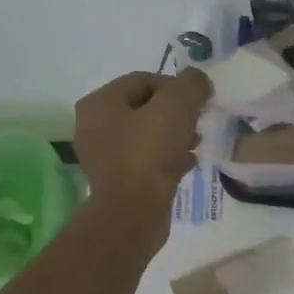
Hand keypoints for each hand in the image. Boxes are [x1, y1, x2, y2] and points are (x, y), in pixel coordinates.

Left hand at [73, 69, 210, 235]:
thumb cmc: (148, 154)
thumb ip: (190, 85)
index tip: (199, 101)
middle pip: (145, 107)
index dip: (175, 86)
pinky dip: (168, 158)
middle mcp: (94, 126)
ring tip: (196, 143)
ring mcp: (105, 156)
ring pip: (147, 135)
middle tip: (198, 122)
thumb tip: (199, 81)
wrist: (132, 213)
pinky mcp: (118, 181)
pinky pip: (147, 160)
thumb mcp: (175, 108)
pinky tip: (188, 163)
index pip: (143, 80)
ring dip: (175, 135)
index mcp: (99, 103)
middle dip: (176, 112)